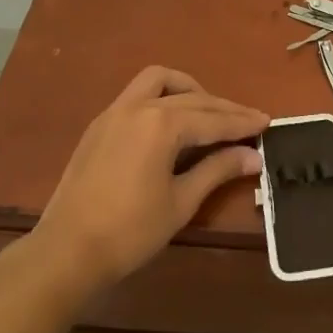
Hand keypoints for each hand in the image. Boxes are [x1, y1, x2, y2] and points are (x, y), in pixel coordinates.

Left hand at [30, 66, 264, 294]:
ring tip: (208, 111)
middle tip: (249, 121)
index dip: (242, 122)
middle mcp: (139, 106)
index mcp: (161, 124)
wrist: (65, 252)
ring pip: (159, 81)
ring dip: (188, 89)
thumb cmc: (129, 232)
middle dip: (223, 108)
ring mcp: (115, 111)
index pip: (213, 119)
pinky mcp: (100, 124)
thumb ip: (217, 170)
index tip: (267, 122)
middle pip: (192, 98)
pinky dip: (163, 98)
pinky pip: (138, 94)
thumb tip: (254, 157)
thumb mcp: (181, 202)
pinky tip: (172, 123)